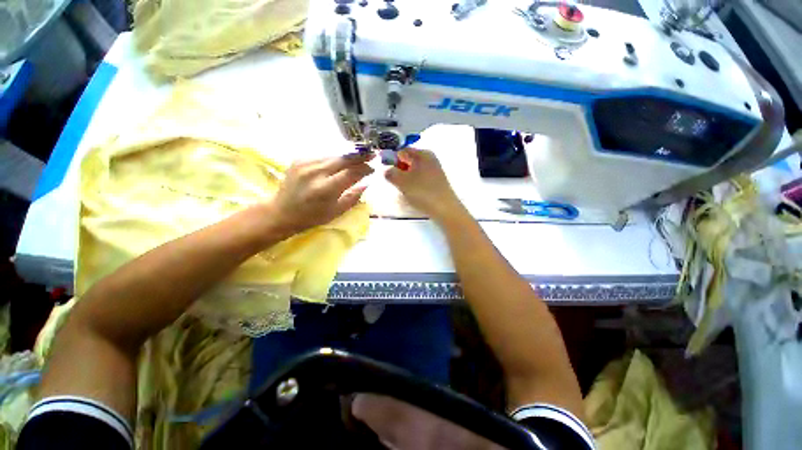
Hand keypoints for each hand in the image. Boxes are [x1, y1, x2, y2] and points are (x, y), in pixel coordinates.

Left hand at [263, 153, 373, 238]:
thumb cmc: (312, 217)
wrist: (281, 212)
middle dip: (359, 157)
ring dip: (348, 157)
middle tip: (372, 154)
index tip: (373, 168)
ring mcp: (305, 163)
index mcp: (325, 189)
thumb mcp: (337, 211)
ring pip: (334, 155)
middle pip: (343, 159)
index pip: (351, 173)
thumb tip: (366, 184)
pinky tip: (340, 163)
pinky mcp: (299, 159)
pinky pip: (323, 156)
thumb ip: (353, 197)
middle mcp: (315, 172)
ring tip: (358, 158)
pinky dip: (334, 159)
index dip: (364, 168)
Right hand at [385, 149, 465, 222]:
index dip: (391, 160)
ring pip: (412, 172)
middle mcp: (429, 159)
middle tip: (395, 183)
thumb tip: (387, 171)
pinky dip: (413, 185)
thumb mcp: (402, 181)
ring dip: (405, 180)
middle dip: (398, 171)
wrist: (445, 209)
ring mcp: (434, 171)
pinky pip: (419, 180)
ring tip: (404, 190)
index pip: (401, 151)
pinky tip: (412, 194)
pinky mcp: (435, 182)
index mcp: (422, 154)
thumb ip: (390, 173)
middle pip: (408, 161)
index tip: (386, 172)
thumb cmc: (423, 192)